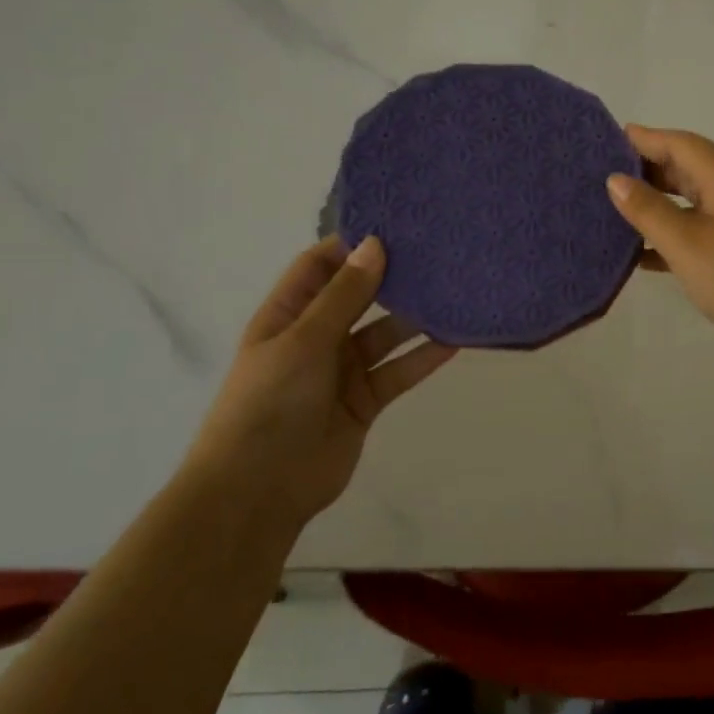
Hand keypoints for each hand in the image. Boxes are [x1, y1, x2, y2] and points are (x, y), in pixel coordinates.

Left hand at [185, 236, 456, 523]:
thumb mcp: (304, 340)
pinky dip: (423, 358)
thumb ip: (344, 295)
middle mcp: (316, 337)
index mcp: (288, 315)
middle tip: (437, 253)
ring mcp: (343, 370)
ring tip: (454, 292)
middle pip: (359, 297)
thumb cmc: (269, 402)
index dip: (352, 245)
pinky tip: (454, 340)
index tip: (396, 225)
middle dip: (391, 278)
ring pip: (385, 334)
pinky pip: (399, 371)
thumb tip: (375, 244)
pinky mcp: (366, 401)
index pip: (321, 266)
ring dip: (414, 318)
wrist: (258, 489)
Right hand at [606, 126, 713, 382]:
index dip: (646, 138)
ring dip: (659, 204)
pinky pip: (703, 231)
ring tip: (617, 212)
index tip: (608, 138)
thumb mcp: (687, 244)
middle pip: (689, 169)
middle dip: (649, 169)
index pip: (681, 144)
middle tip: (604, 176)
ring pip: (694, 202)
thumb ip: (649, 210)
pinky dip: (674, 235)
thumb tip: (616, 179)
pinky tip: (644, 254)